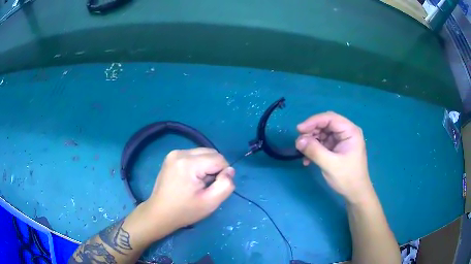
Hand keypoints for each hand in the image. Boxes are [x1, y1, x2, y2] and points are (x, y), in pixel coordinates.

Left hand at [144, 148, 234, 232]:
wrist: (159, 213)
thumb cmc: (185, 211)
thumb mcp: (210, 202)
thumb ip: (226, 185)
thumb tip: (230, 170)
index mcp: (188, 163)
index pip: (219, 159)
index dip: (223, 173)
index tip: (213, 188)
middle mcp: (180, 152)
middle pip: (211, 153)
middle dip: (215, 168)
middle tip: (206, 186)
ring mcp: (173, 153)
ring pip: (203, 153)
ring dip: (207, 166)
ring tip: (198, 183)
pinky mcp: (171, 156)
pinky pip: (193, 155)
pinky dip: (198, 165)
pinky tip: (190, 179)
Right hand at [295, 112, 373, 203]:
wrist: (355, 193)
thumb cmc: (347, 178)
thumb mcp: (330, 164)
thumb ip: (314, 151)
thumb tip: (298, 140)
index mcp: (350, 131)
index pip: (330, 118)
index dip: (313, 121)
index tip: (299, 130)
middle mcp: (346, 132)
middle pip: (325, 124)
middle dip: (311, 132)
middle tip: (299, 142)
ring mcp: (342, 140)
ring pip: (322, 133)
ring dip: (311, 141)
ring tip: (302, 152)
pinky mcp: (337, 148)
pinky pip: (323, 143)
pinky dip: (314, 149)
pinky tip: (307, 160)